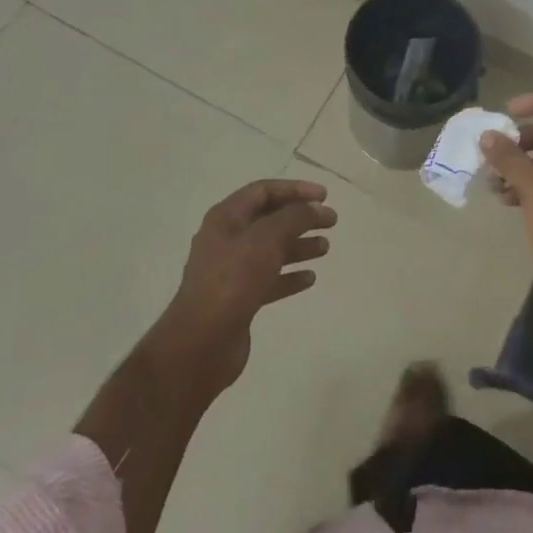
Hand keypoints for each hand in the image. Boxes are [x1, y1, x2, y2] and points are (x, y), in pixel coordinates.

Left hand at [152, 179, 335, 397]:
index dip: (295, 189)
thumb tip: (318, 208)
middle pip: (269, 219)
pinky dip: (290, 276)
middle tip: (331, 221)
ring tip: (325, 248)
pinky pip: (269, 279)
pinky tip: (310, 278)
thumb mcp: (267, 239)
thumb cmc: (233, 281)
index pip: (263, 191)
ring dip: (298, 245)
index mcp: (226, 218)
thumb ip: (295, 218)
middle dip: (300, 217)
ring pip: (271, 250)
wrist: (201, 343)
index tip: (324, 196)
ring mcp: (231, 271)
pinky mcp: (239, 299)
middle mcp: (227, 239)